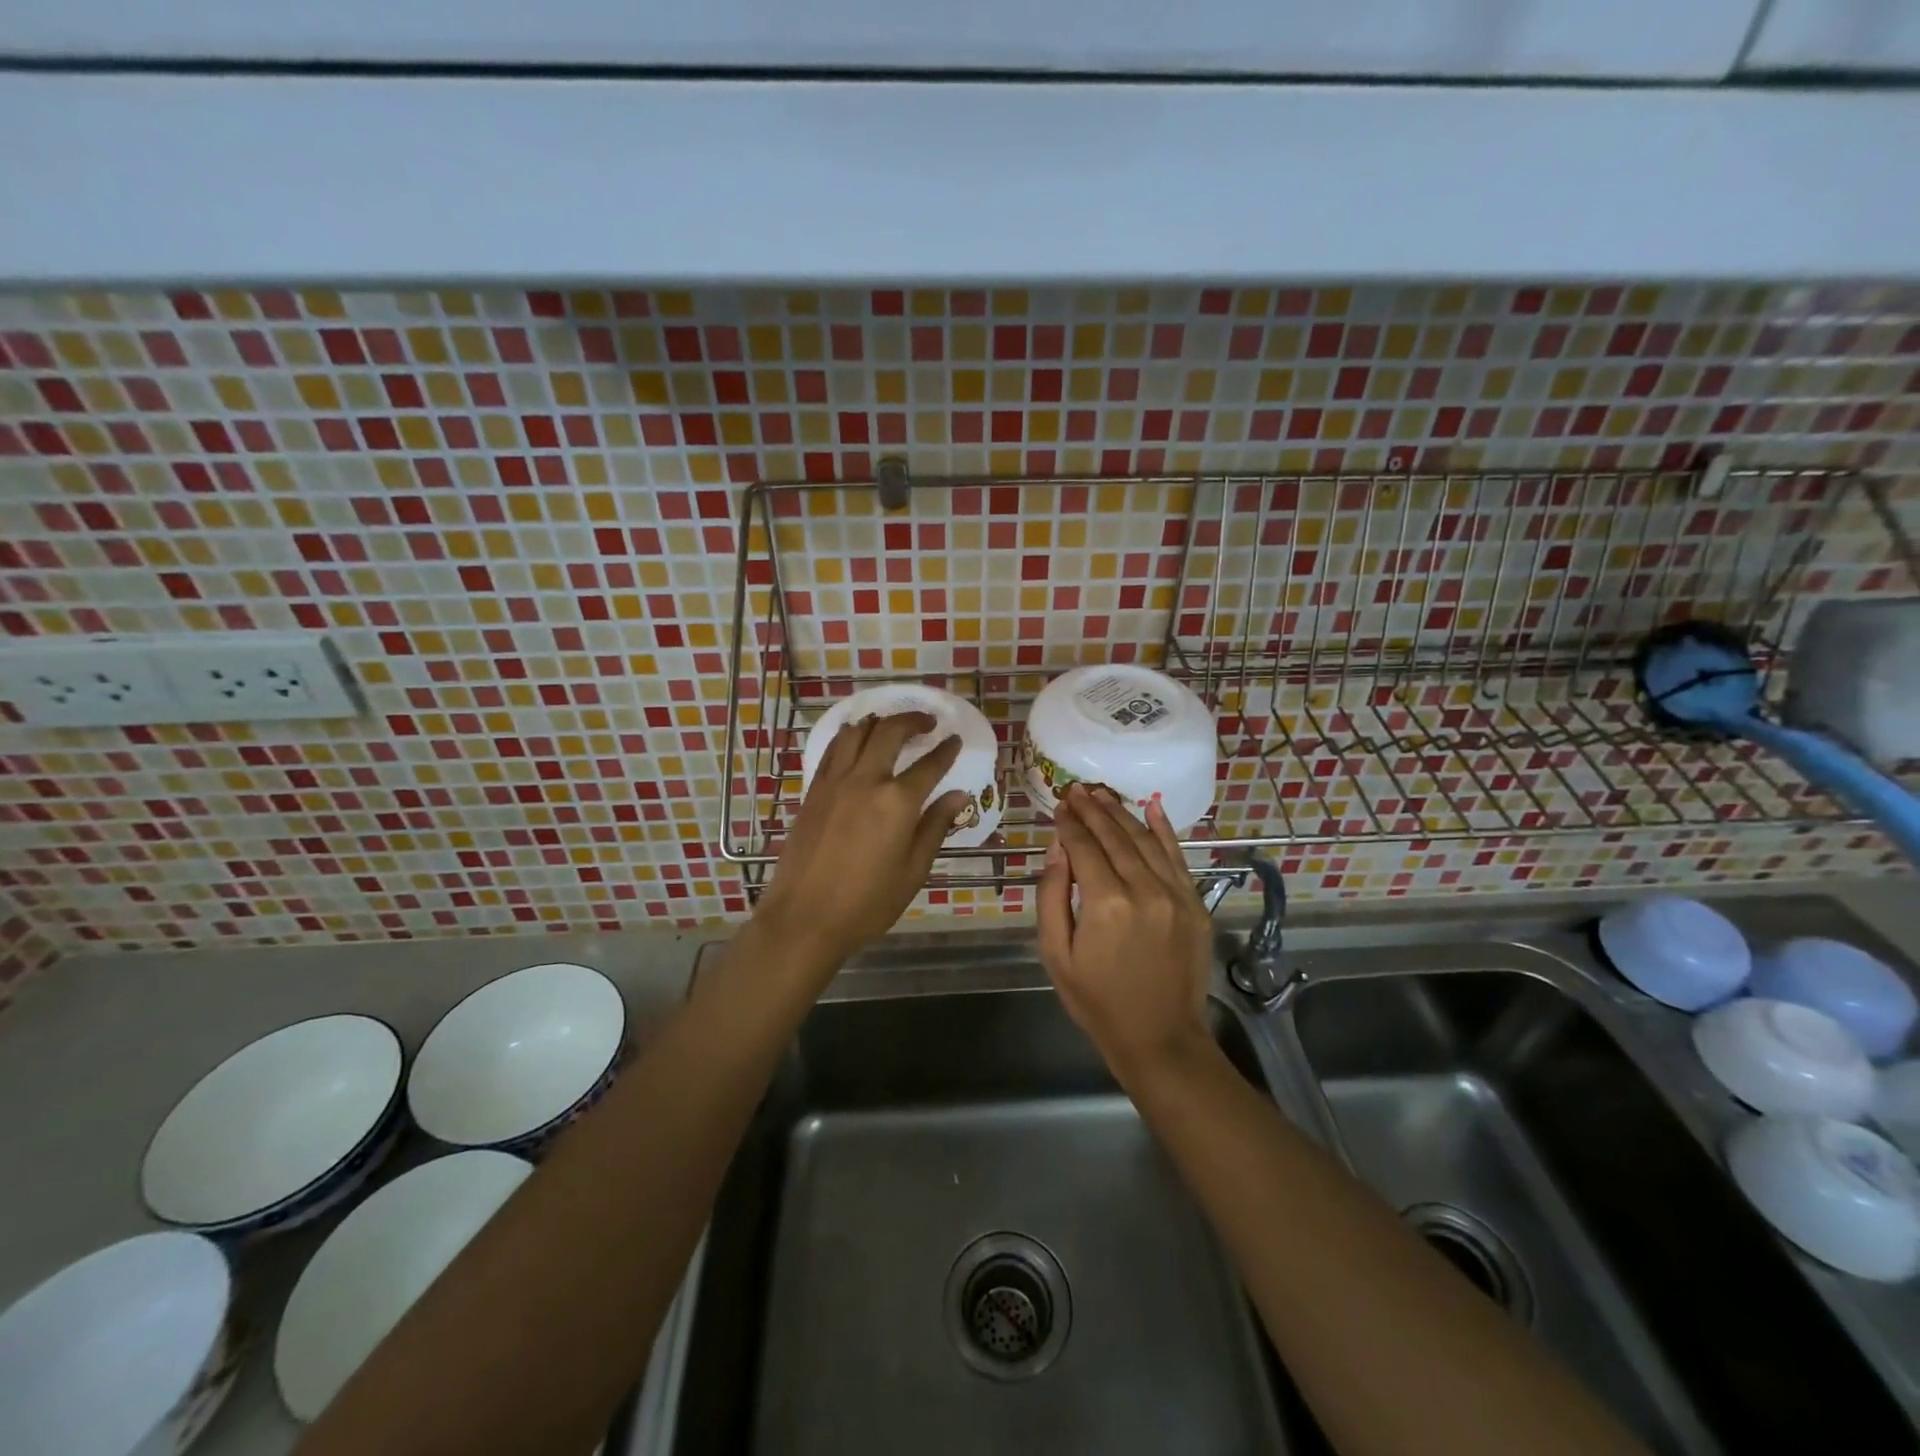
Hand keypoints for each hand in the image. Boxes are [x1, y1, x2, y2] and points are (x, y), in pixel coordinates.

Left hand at [756, 711, 968, 976]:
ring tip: (891, 725)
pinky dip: (849, 736)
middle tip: (927, 722)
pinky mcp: (813, 790)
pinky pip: (833, 749)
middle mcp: (866, 780)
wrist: (804, 918)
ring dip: (879, 722)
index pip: (930, 765)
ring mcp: (835, 782)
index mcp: (898, 802)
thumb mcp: (913, 871)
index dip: (946, 750)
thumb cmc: (867, 903)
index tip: (955, 740)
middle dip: (913, 720)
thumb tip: (958, 795)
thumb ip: (935, 827)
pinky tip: (855, 740)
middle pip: (891, 732)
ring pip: (857, 732)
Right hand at [1038, 784, 1213, 1082]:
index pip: (1084, 847)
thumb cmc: (1097, 1000)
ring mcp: (1175, 894)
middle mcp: (1143, 889)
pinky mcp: (1195, 904)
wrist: (1160, 1038)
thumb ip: (1053, 895)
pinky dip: (1164, 829)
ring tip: (1101, 794)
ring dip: (1121, 813)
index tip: (1058, 805)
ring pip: (1145, 840)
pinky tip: (1150, 806)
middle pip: (1114, 836)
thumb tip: (1058, 847)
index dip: (1069, 823)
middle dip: (1093, 810)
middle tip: (1076, 789)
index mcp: (1106, 903)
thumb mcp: (1056, 954)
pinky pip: (1177, 856)